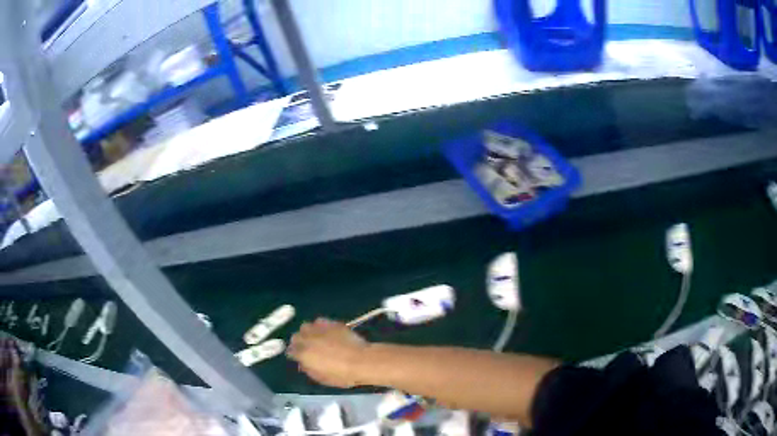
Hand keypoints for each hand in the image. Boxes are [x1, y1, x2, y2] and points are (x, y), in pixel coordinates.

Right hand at [287, 318, 367, 387]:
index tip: (299, 357)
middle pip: (295, 337)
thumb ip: (308, 369)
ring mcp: (319, 329)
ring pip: (305, 326)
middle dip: (299, 342)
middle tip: (307, 347)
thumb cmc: (342, 375)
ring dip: (308, 332)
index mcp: (303, 354)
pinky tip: (326, 332)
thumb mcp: (321, 378)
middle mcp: (307, 339)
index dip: (294, 354)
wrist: (361, 361)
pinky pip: (319, 321)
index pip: (290, 351)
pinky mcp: (331, 323)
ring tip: (315, 338)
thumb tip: (303, 363)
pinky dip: (320, 326)